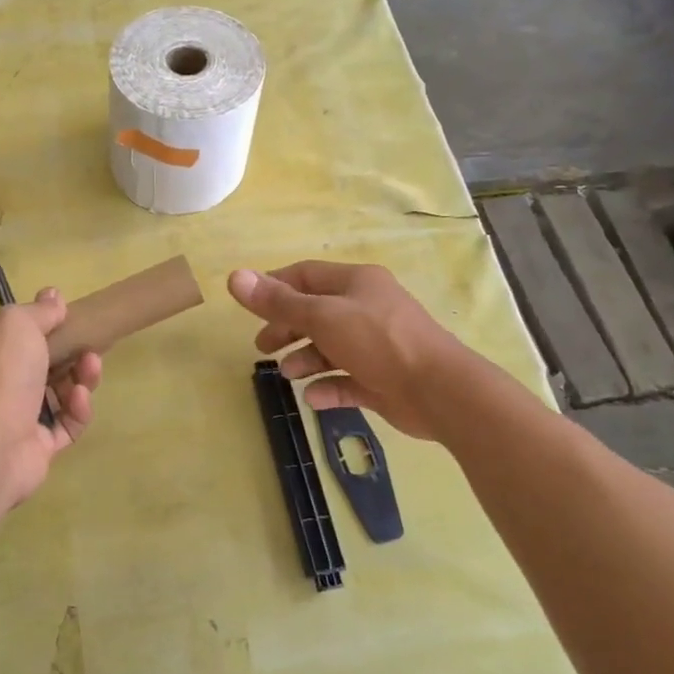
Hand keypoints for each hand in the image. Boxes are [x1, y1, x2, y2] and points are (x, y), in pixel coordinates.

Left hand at [0, 289, 100, 518]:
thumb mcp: (19, 323)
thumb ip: (40, 311)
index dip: (42, 322)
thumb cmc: (1, 370)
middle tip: (90, 346)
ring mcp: (17, 416)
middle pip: (42, 362)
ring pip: (58, 393)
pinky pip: (65, 424)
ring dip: (80, 378)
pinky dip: (77, 410)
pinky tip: (80, 399)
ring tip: (91, 368)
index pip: (14, 331)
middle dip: (71, 352)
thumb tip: (53, 296)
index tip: (68, 315)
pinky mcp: (37, 446)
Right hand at [227, 262, 460, 439]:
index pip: (307, 275)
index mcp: (356, 283)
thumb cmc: (378, 341)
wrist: (439, 390)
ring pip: (330, 348)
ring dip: (305, 359)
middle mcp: (367, 309)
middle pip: (316, 313)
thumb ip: (277, 302)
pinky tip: (313, 397)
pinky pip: (347, 380)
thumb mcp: (322, 317)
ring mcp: (377, 346)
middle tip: (261, 347)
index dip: (276, 286)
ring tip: (287, 375)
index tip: (249, 305)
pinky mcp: (383, 379)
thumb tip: (234, 277)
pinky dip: (328, 387)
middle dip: (286, 328)